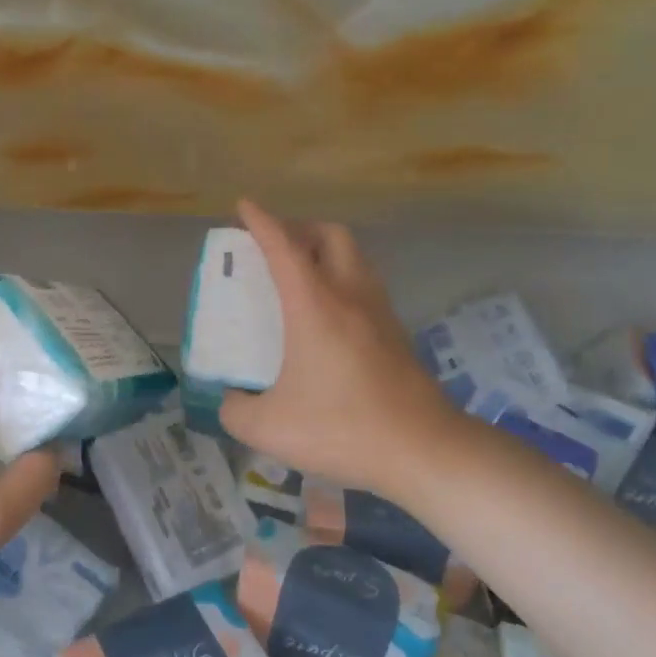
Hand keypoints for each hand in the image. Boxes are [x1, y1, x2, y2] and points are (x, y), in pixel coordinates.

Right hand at [219, 200, 464, 496]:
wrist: (424, 450)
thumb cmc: (341, 429)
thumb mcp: (268, 428)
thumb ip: (236, 409)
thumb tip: (232, 398)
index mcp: (314, 306)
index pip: (283, 247)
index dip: (261, 222)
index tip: (244, 206)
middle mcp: (350, 296)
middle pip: (330, 235)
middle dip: (299, 228)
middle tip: (274, 247)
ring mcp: (380, 313)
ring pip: (354, 257)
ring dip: (324, 252)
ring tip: (299, 277)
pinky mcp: (397, 334)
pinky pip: (365, 286)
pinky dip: (341, 280)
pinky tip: (327, 317)